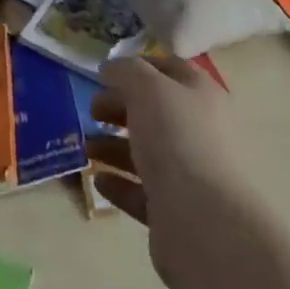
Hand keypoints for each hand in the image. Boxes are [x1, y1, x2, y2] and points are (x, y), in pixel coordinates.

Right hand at [87, 55, 250, 288]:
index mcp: (201, 95)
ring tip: (85, 145)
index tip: (105, 72)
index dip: (138, 66)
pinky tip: (98, 178)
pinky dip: (119, 183)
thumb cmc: (176, 139)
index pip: (169, 69)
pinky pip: (141, 191)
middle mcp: (198, 131)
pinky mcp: (174, 211)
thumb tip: (111, 68)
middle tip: (92, 110)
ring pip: (146, 152)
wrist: (204, 222)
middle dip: (120, 107)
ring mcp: (188, 174)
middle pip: (154, 112)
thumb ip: (126, 71)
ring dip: (113, 146)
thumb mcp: (147, 88)